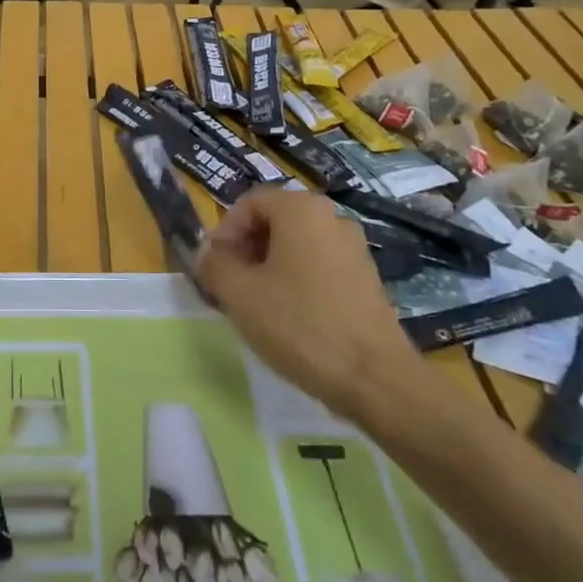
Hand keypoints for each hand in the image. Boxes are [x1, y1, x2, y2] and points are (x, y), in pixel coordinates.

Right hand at [198, 187, 425, 422]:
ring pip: (296, 245)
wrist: (375, 378)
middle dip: (246, 248)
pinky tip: (289, 316)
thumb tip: (208, 255)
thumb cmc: (300, 324)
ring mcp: (354, 248)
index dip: (225, 231)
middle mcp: (331, 217)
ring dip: (269, 266)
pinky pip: (319, 265)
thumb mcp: (239, 294)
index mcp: (301, 209)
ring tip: (257, 304)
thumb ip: (214, 265)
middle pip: (274, 221)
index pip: (249, 203)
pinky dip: (296, 279)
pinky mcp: (366, 278)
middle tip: (231, 285)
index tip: (215, 266)